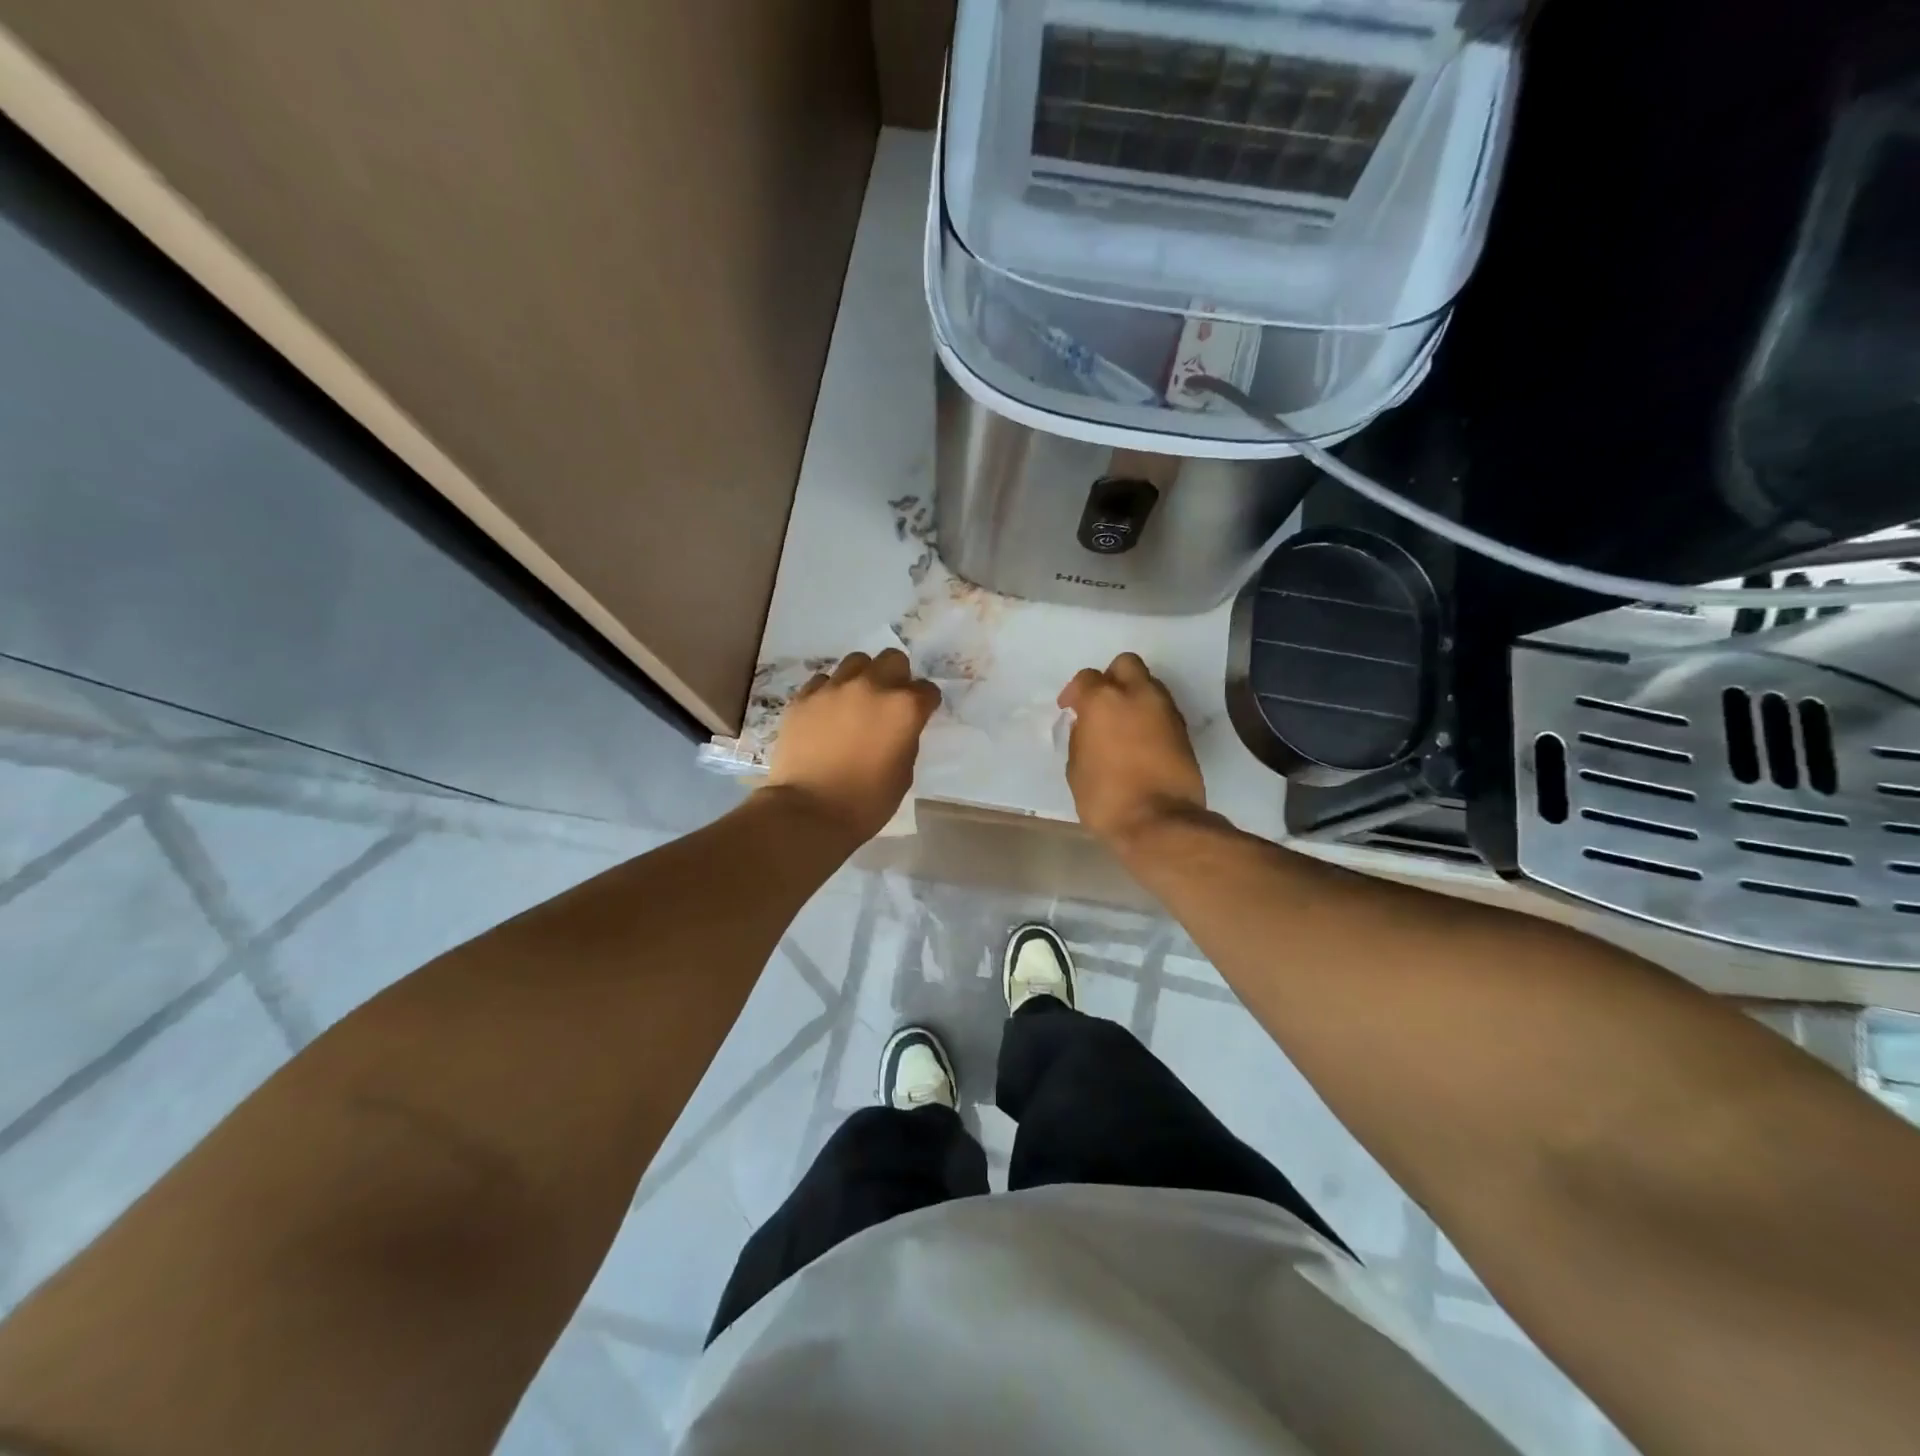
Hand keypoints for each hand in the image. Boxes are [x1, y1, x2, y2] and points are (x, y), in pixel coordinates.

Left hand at [767, 649, 940, 843]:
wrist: (808, 811)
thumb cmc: (866, 802)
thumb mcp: (903, 773)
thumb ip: (906, 739)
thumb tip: (898, 727)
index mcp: (904, 708)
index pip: (927, 690)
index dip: (926, 704)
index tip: (920, 716)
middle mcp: (872, 687)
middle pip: (893, 659)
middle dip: (897, 676)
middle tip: (889, 701)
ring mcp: (834, 688)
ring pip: (856, 662)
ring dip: (863, 677)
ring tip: (856, 701)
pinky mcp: (803, 697)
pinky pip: (823, 681)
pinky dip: (830, 692)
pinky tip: (827, 713)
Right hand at [1059, 653, 1208, 847]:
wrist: (1160, 823)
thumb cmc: (1106, 798)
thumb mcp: (1076, 769)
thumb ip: (1081, 738)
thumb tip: (1088, 726)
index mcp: (1104, 701)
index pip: (1086, 678)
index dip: (1074, 692)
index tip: (1069, 709)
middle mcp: (1138, 695)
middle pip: (1125, 664)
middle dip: (1111, 678)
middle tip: (1101, 704)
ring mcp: (1166, 711)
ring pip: (1149, 684)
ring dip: (1134, 696)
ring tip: (1122, 723)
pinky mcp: (1184, 730)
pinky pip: (1162, 709)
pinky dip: (1149, 716)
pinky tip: (1139, 739)